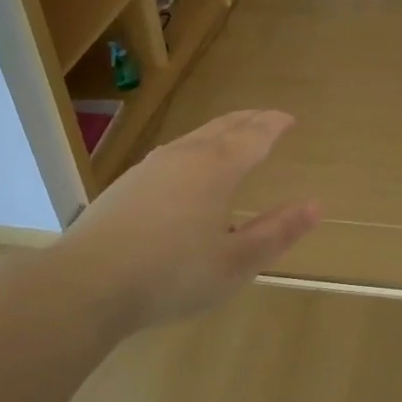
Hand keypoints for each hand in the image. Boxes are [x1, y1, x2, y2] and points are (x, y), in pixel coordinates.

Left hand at [52, 110, 319, 335]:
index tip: (289, 119)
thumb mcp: (236, 262)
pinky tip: (186, 163)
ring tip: (232, 133)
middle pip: (223, 128)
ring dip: (220, 130)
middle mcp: (184, 157)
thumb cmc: (172, 275)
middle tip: (267, 117)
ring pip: (194, 136)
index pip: (253, 137)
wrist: (87, 284)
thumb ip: (277, 232)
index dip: (274, 126)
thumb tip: (315, 206)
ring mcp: (150, 168)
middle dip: (249, 120)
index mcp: (216, 170)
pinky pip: (173, 151)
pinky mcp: (126, 185)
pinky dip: (194, 146)